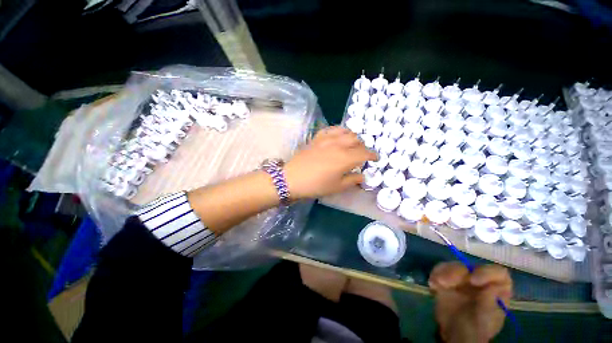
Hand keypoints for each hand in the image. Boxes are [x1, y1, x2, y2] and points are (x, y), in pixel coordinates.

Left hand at [284, 126, 376, 199]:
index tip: (376, 159)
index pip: (364, 153)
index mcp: (345, 158)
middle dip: (363, 147)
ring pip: (345, 131)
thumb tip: (362, 175)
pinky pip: (331, 129)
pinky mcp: (317, 138)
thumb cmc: (316, 185)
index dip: (373, 155)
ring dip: (352, 137)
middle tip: (361, 155)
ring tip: (351, 144)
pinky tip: (337, 137)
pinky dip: (338, 131)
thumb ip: (352, 180)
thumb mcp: (337, 187)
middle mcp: (338, 145)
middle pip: (356, 140)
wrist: (292, 178)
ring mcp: (327, 139)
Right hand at [429, 262, 512, 342]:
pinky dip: (435, 274)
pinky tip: (433, 286)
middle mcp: (481, 279)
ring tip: (435, 284)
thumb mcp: (487, 319)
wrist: (456, 333)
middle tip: (444, 282)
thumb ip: (489, 304)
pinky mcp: (448, 278)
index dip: (486, 272)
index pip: (498, 272)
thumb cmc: (477, 327)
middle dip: (456, 272)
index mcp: (498, 287)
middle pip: (470, 267)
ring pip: (453, 266)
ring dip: (443, 273)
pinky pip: (440, 269)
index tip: (473, 281)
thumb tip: (491, 287)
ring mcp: (464, 278)